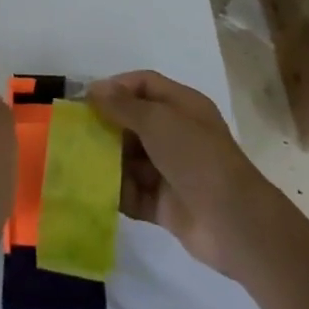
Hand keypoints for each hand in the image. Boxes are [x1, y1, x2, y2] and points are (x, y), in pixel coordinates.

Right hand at [88, 70, 266, 278]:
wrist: (234, 223)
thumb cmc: (196, 157)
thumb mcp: (158, 121)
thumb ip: (123, 105)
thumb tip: (94, 90)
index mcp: (182, 106)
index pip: (144, 85)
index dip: (116, 87)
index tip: (87, 99)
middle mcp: (176, 134)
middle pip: (133, 122)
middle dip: (105, 126)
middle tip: (74, 132)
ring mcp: (170, 171)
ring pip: (130, 158)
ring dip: (106, 160)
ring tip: (76, 162)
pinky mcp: (164, 205)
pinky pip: (133, 192)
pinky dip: (114, 191)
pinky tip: (90, 191)